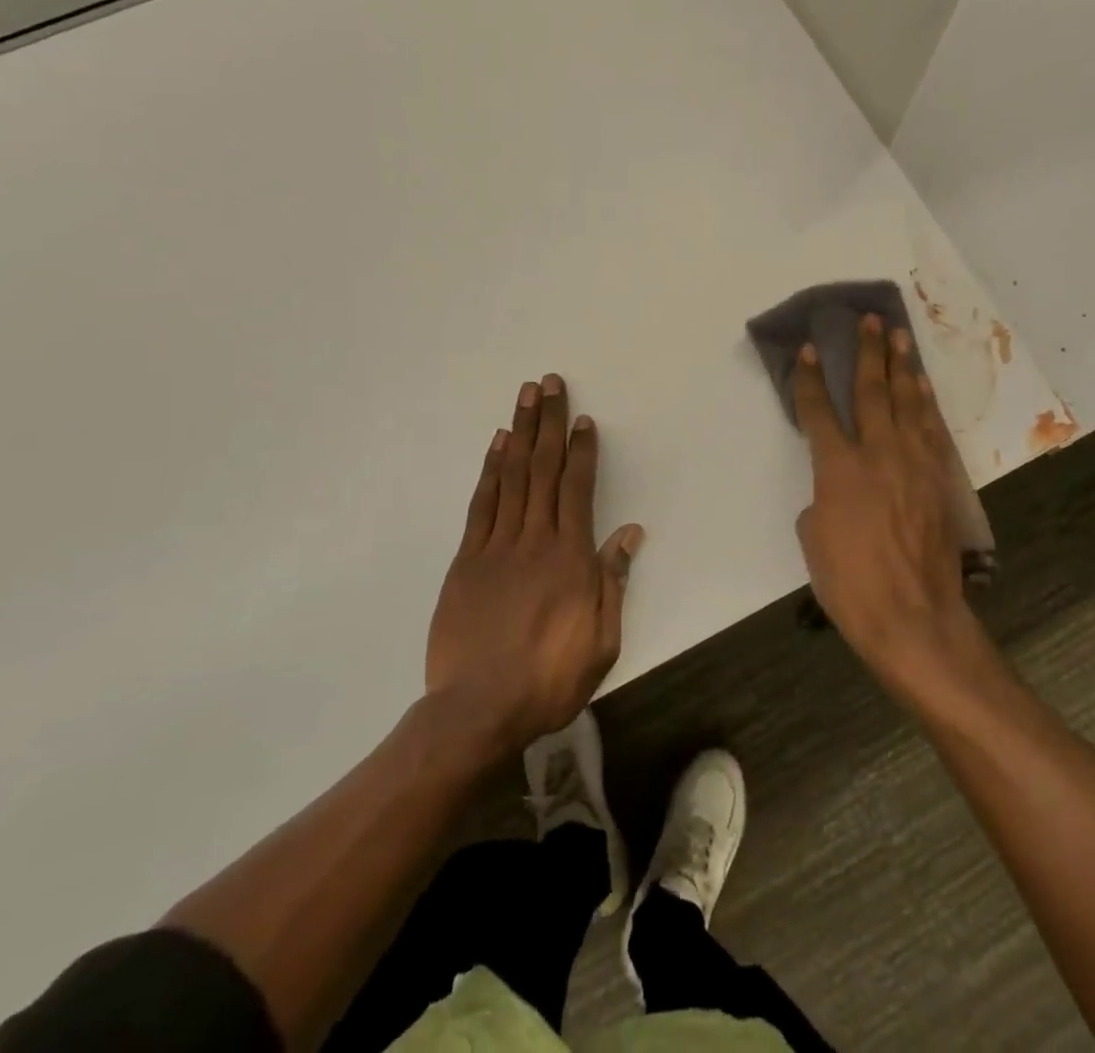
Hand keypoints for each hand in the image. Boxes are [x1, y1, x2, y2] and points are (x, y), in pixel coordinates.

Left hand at [426, 374, 643, 755]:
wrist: (478, 711)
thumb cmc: (549, 680)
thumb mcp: (601, 642)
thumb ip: (613, 582)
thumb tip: (628, 533)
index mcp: (570, 558)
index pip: (577, 489)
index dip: (581, 450)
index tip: (583, 419)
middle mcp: (534, 540)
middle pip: (543, 469)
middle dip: (549, 423)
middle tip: (550, 383)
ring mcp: (496, 546)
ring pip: (511, 476)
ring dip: (521, 432)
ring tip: (526, 396)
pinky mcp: (467, 560)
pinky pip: (482, 504)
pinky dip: (490, 469)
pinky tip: (497, 444)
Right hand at [793, 317, 978, 686]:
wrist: (914, 618)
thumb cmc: (851, 584)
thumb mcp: (814, 539)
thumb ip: (820, 499)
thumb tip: (834, 488)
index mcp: (839, 469)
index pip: (819, 412)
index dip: (809, 379)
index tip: (807, 349)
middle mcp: (878, 455)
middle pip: (871, 392)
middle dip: (867, 353)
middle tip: (870, 320)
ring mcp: (915, 464)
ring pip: (908, 403)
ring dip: (902, 367)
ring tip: (899, 337)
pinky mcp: (939, 480)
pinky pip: (932, 429)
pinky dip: (926, 403)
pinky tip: (922, 387)